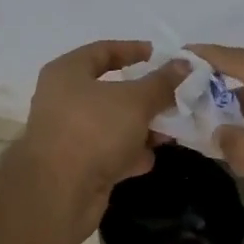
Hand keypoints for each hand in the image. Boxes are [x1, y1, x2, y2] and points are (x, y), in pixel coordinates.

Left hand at [15, 41, 188, 242]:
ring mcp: (68, 134)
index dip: (132, 50)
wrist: (58, 193)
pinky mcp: (76, 165)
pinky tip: (149, 159)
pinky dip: (128, 153)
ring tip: (170, 130)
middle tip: (174, 97)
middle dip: (144, 96)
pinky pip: (108, 151)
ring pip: (112, 123)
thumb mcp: (135, 101)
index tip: (160, 55)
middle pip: (109, 89)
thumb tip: (184, 63)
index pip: (103, 50)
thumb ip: (161, 82)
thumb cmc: (93, 130)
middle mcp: (63, 99)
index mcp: (67, 72)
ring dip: (141, 127)